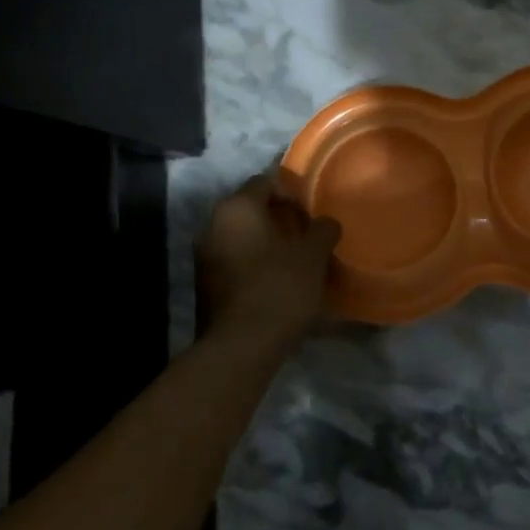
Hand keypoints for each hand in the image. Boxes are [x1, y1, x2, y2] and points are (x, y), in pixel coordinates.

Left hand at [196, 173, 342, 356]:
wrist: (240, 348)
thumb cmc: (279, 288)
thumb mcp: (313, 255)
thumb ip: (323, 230)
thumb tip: (326, 223)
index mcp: (237, 208)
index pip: (265, 181)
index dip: (291, 192)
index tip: (312, 212)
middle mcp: (212, 225)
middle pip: (250, 209)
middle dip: (279, 218)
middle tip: (306, 234)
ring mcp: (204, 256)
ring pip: (241, 236)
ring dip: (265, 242)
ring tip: (295, 259)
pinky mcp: (204, 285)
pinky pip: (233, 260)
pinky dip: (253, 263)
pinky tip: (276, 281)